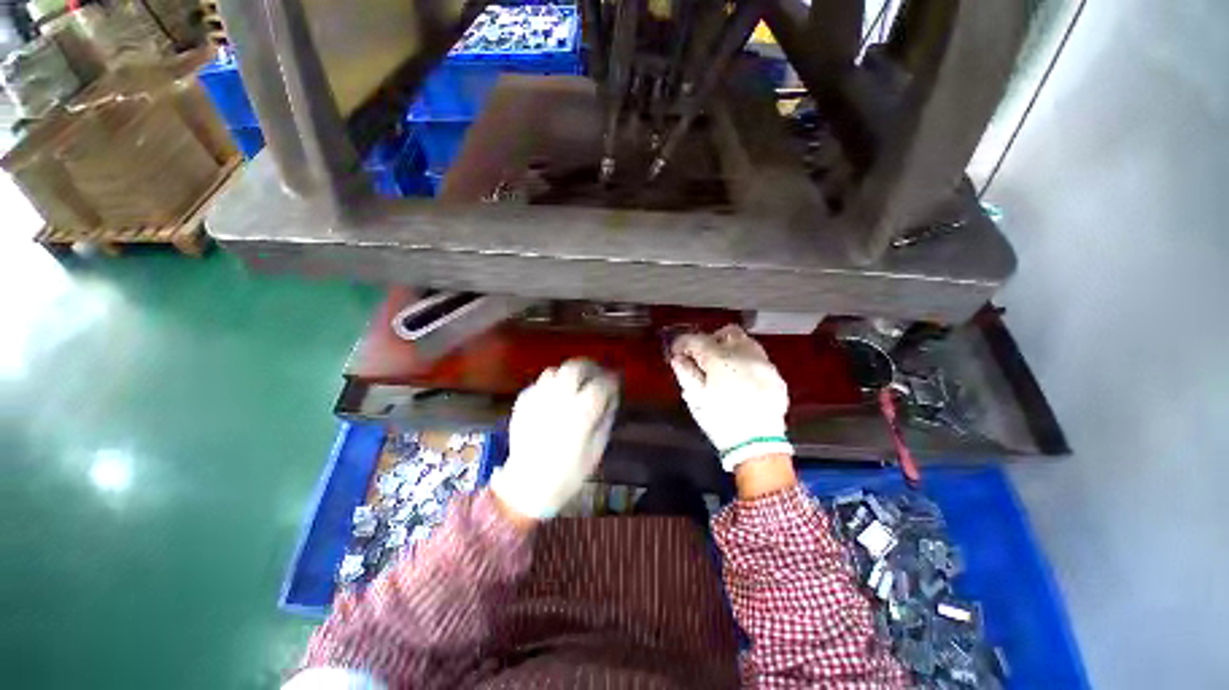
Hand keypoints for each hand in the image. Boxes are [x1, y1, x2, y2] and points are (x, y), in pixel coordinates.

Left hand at [490, 359, 619, 519]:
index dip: (611, 381)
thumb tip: (610, 399)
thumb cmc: (568, 473)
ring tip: (574, 384)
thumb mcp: (597, 449)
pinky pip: (539, 383)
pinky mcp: (523, 403)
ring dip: (568, 374)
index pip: (601, 384)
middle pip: (575, 367)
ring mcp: (538, 399)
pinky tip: (554, 397)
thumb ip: (605, 419)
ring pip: (555, 370)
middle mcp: (558, 399)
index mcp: (580, 413)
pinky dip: (550, 385)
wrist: (527, 486)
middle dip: (589, 367)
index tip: (615, 383)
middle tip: (596, 374)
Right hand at [670, 325, 794, 474]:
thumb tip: (678, 359)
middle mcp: (745, 355)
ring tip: (721, 365)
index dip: (683, 342)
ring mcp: (764, 364)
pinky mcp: (776, 375)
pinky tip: (740, 377)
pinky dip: (745, 360)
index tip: (677, 350)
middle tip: (701, 355)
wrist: (758, 446)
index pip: (698, 340)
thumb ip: (685, 373)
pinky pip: (758, 358)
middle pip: (727, 332)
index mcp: (721, 360)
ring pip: (745, 342)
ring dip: (730, 347)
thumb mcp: (696, 399)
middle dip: (711, 339)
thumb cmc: (721, 422)